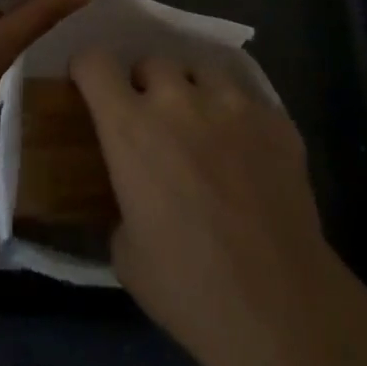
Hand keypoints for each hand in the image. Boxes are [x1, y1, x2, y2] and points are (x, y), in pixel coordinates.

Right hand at [69, 49, 350, 365]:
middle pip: (152, 61)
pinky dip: (238, 118)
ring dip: (194, 91)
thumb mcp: (126, 252)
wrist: (278, 305)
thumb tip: (133, 194)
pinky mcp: (275, 117)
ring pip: (202, 69)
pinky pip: (247, 99)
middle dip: (146, 85)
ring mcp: (232, 103)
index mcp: (131, 128)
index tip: (89, 85)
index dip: (88, 69)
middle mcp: (179, 100)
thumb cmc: (188, 287)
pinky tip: (248, 154)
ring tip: (204, 127)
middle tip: (154, 121)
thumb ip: (122, 201)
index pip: (95, 62)